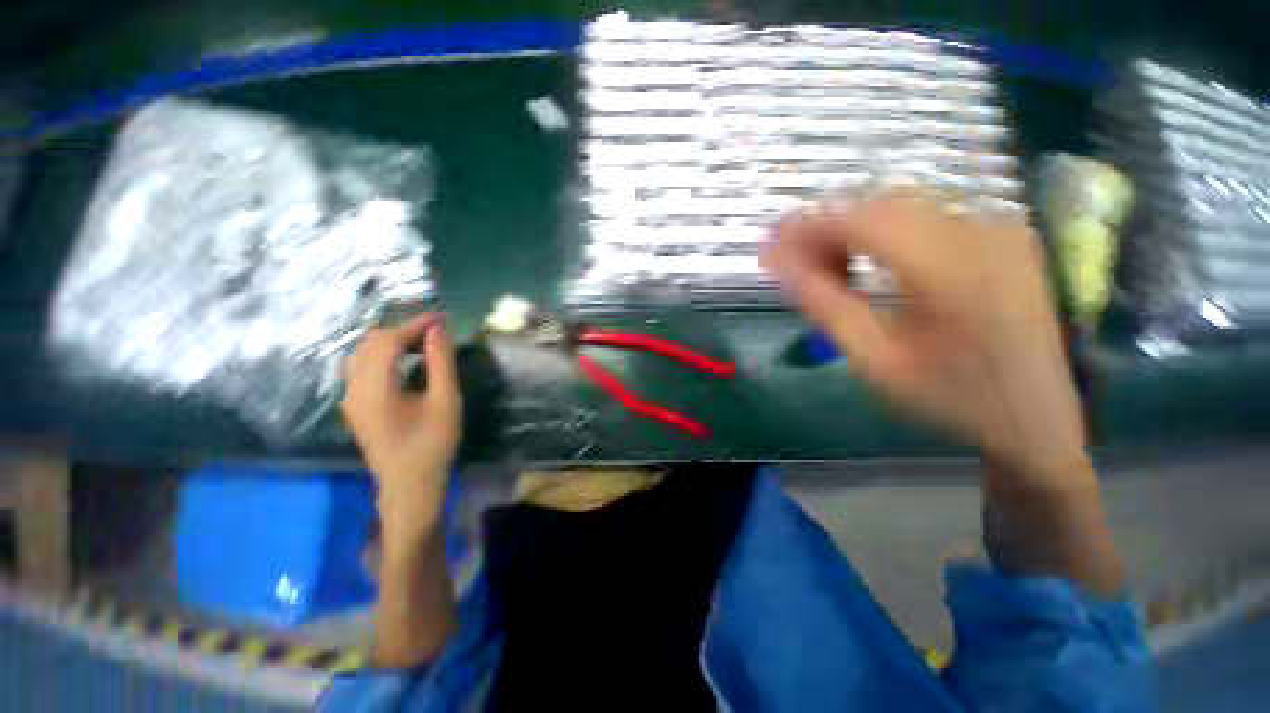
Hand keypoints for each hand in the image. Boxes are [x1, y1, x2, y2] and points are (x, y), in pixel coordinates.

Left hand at [341, 314, 461, 534]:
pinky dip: (385, 355)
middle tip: (437, 331)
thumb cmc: (433, 444)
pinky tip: (406, 361)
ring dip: (393, 341)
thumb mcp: (446, 402)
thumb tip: (438, 330)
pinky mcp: (355, 405)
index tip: (442, 318)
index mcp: (375, 389)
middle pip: (372, 343)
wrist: (409, 485)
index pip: (388, 341)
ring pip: (364, 353)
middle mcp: (354, 389)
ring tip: (424, 343)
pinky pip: (363, 367)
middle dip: (404, 330)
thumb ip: (441, 363)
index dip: (415, 324)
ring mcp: (350, 398)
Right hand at [761, 193, 1086, 481]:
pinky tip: (864, 264)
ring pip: (899, 206)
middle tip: (792, 264)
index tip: (768, 245)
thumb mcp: (877, 364)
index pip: (863, 221)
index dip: (807, 227)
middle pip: (879, 205)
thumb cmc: (954, 399)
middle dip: (824, 229)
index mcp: (955, 271)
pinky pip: (922, 217)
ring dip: (850, 231)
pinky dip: (880, 234)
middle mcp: (981, 232)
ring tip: (824, 268)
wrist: (1039, 416)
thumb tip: (781, 267)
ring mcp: (995, 228)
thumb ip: (827, 308)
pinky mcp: (997, 234)